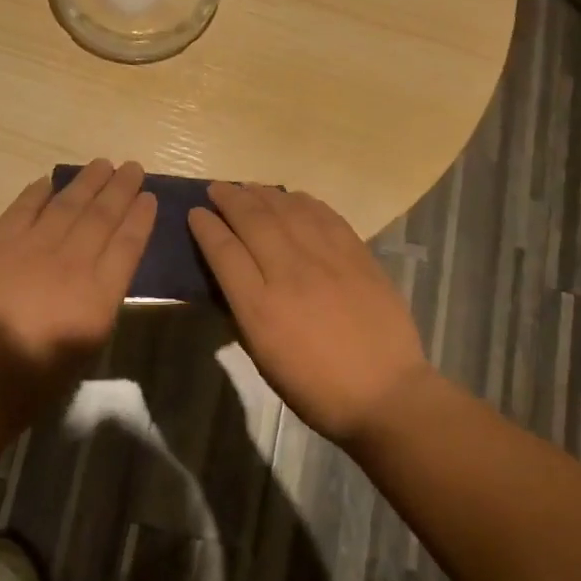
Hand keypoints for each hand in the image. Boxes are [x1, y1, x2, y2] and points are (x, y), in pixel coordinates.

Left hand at [0, 160, 155, 424]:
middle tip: (132, 167)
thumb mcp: (88, 345)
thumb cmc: (37, 376)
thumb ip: (100, 301)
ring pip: (67, 204)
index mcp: (99, 293)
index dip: (140, 217)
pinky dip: (38, 192)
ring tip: (102, 164)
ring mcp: (32, 247)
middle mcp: (72, 261)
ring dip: (87, 181)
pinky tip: (49, 181)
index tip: (149, 197)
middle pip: (102, 215)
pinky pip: (23, 208)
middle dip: (120, 189)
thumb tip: (104, 270)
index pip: (128, 244)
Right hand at [189, 184, 428, 446]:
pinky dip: (303, 201)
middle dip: (230, 199)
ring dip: (263, 193)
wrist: (385, 394)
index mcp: (259, 307)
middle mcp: (289, 273)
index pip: (224, 251)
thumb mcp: (263, 355)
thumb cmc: (315, 387)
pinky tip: (292, 197)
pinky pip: (325, 216)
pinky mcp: (357, 256)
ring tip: (249, 187)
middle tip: (217, 189)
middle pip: (253, 221)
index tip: (196, 213)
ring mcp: (327, 260)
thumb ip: (244, 309)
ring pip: (288, 211)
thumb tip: (233, 274)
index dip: (206, 227)